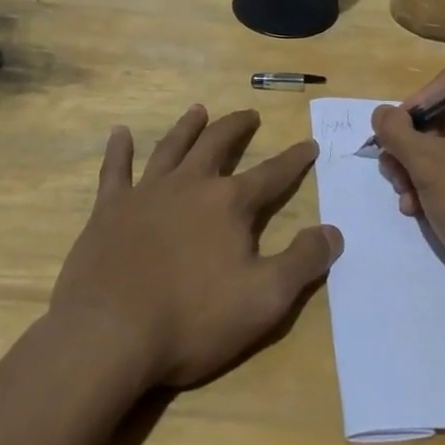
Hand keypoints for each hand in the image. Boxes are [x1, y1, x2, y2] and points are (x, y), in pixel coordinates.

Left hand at [49, 105, 342, 388]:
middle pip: (218, 145)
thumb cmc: (192, 319)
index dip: (294, 160)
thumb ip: (303, 262)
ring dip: (187, 127)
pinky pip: (114, 171)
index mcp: (230, 204)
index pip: (272, 174)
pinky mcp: (109, 210)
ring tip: (198, 110)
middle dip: (237, 127)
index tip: (310, 144)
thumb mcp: (264, 300)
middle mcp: (191, 185)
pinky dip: (118, 150)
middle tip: (250, 114)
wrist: (109, 334)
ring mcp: (147, 193)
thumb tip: (334, 231)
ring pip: (172, 148)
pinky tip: (119, 133)